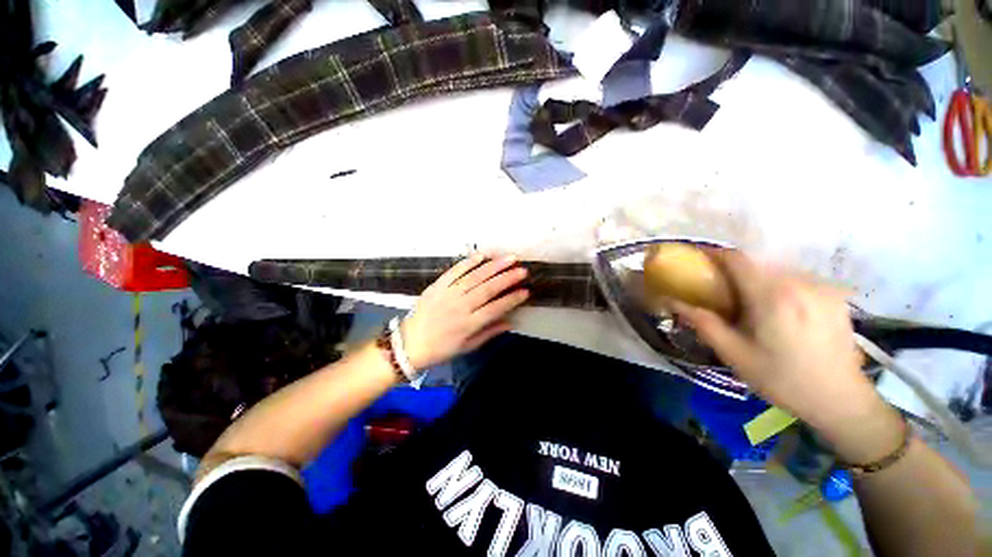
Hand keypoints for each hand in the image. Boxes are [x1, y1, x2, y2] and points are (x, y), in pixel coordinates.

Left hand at [400, 254, 529, 370]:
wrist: (409, 343)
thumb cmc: (441, 349)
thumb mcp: (467, 347)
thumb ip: (489, 333)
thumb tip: (510, 322)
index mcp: (469, 324)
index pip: (496, 308)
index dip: (512, 299)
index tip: (526, 291)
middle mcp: (460, 307)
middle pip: (488, 289)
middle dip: (507, 278)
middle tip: (522, 270)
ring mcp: (448, 294)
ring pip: (474, 277)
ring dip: (494, 266)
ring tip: (509, 258)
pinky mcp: (437, 285)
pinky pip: (455, 271)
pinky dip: (468, 262)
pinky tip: (482, 255)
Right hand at [672, 250, 903, 462]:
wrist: (841, 400)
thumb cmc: (782, 379)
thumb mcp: (734, 354)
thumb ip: (703, 323)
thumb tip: (673, 302)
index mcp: (771, 296)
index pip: (738, 259)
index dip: (715, 254)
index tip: (699, 259)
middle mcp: (799, 283)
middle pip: (757, 262)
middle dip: (735, 271)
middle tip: (723, 290)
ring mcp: (821, 287)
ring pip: (778, 269)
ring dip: (759, 278)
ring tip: (754, 303)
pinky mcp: (835, 295)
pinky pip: (798, 278)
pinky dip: (781, 285)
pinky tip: (783, 310)